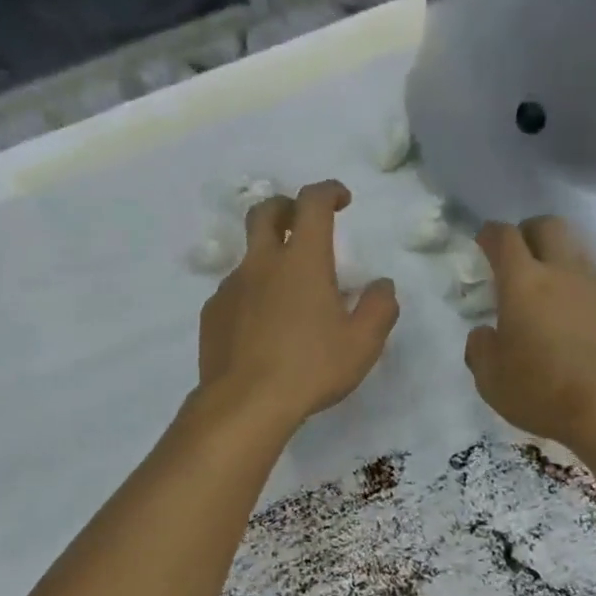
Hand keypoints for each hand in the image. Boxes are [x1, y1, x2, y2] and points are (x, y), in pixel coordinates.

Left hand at [197, 180, 399, 431]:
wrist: (246, 403)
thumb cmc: (311, 369)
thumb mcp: (362, 344)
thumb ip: (379, 308)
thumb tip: (382, 285)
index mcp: (303, 261)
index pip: (313, 203)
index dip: (328, 191)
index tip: (341, 199)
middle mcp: (262, 263)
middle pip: (266, 212)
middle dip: (286, 208)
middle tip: (301, 222)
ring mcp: (231, 287)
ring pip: (248, 256)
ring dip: (268, 259)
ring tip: (285, 294)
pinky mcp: (212, 314)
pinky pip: (233, 292)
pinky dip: (251, 295)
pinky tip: (261, 327)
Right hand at [463, 217, 595, 453]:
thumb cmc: (543, 393)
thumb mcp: (491, 380)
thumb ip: (480, 348)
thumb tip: (484, 332)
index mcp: (524, 284)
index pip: (504, 239)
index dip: (490, 234)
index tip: (483, 241)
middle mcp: (565, 274)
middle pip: (549, 226)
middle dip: (529, 232)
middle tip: (519, 255)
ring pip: (578, 256)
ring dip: (560, 264)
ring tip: (550, 297)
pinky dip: (584, 299)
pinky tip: (581, 329)